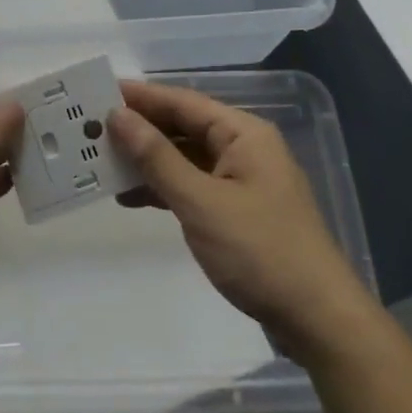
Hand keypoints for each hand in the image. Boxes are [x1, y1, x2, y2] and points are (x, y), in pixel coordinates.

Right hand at [108, 79, 372, 362]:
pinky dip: (165, 188)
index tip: (99, 92)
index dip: (141, 97)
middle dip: (141, 129)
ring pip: (186, 159)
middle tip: (93, 129)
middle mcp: (245, 149)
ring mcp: (243, 181)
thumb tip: (119, 116)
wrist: (318, 321)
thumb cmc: (260, 251)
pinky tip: (132, 197)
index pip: (183, 102)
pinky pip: (194, 186)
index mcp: (243, 134)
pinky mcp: (240, 212)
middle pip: (184, 128)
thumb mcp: (201, 202)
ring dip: (148, 161)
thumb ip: (157, 157)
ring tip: (103, 162)